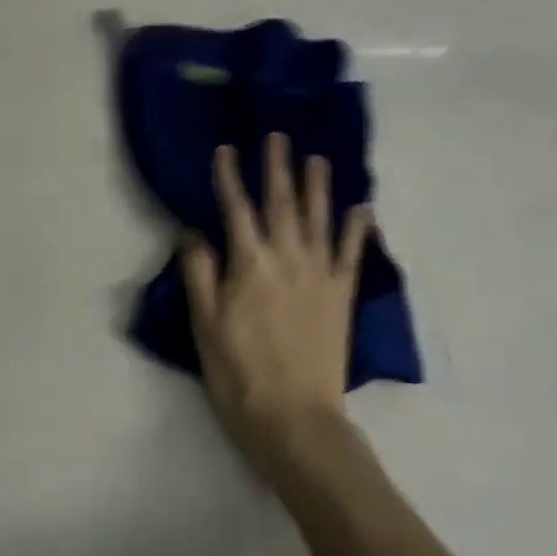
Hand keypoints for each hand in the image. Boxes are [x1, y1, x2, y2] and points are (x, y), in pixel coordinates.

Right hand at [181, 134, 372, 471]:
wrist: (295, 419)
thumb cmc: (239, 374)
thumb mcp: (204, 325)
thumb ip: (199, 273)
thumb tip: (193, 231)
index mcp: (249, 265)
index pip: (235, 209)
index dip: (229, 177)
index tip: (226, 149)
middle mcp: (287, 259)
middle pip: (281, 203)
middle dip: (277, 168)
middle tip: (278, 136)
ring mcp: (320, 275)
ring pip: (319, 219)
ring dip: (318, 186)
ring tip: (317, 158)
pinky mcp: (342, 295)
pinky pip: (352, 254)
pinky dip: (358, 229)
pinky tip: (363, 208)